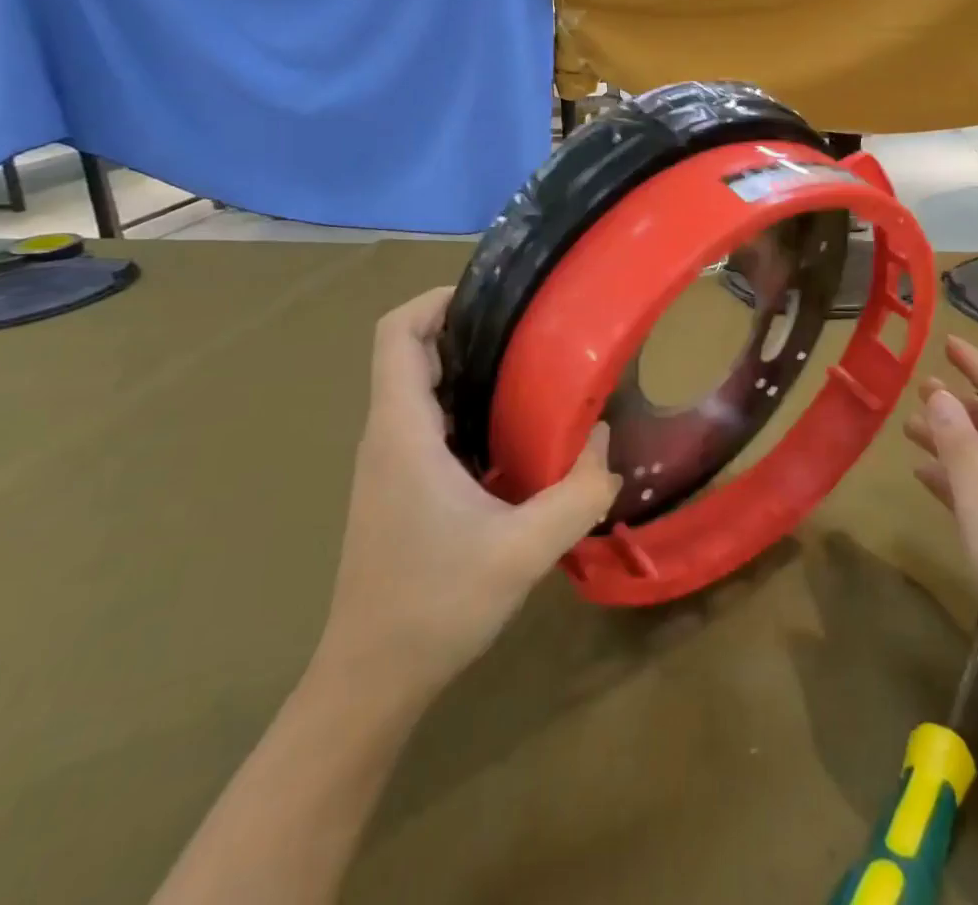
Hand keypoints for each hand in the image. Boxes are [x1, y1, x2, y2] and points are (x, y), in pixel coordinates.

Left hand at [311, 289, 621, 712]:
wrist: (371, 681)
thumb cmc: (434, 606)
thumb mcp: (523, 551)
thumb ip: (577, 493)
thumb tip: (606, 440)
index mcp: (402, 433)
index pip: (395, 335)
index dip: (435, 300)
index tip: (492, 297)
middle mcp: (386, 436)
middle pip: (409, 352)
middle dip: (464, 328)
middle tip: (529, 328)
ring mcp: (388, 463)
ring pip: (418, 388)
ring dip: (466, 367)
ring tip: (530, 368)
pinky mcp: (398, 487)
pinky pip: (427, 422)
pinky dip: (464, 404)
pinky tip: (512, 430)